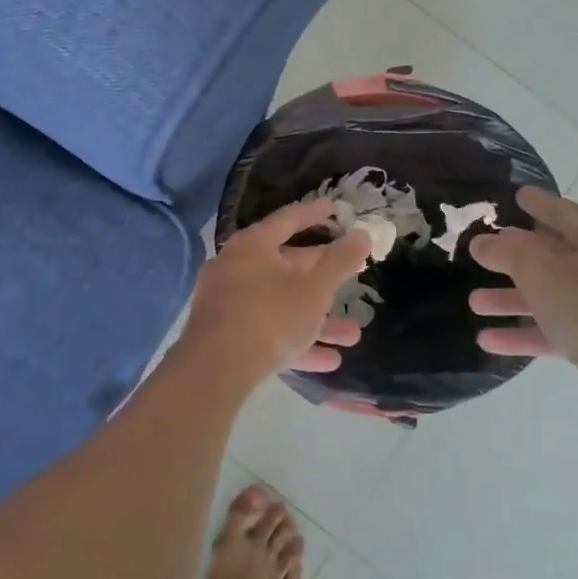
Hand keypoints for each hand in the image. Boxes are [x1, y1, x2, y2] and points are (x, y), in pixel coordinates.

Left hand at [186, 200, 370, 377]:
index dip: (314, 213)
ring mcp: (228, 304)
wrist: (215, 370)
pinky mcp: (227, 337)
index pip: (288, 220)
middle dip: (323, 277)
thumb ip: (341, 261)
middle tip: (351, 273)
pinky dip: (298, 342)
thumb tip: (362, 234)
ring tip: (353, 335)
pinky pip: (269, 333)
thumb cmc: (270, 316)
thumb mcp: (315, 288)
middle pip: (285, 265)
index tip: (335, 208)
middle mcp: (235, 269)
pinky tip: (330, 360)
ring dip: (318, 320)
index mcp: (252, 246)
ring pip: (281, 306)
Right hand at [467, 186, 577, 428]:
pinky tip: (487, 339)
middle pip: (553, 257)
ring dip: (511, 299)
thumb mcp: (539, 271)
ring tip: (474, 302)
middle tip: (484, 251)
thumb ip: (505, 253)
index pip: (565, 213)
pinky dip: (522, 333)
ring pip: (548, 297)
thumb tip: (480, 243)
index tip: (518, 194)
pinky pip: (551, 331)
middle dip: (515, 257)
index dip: (540, 203)